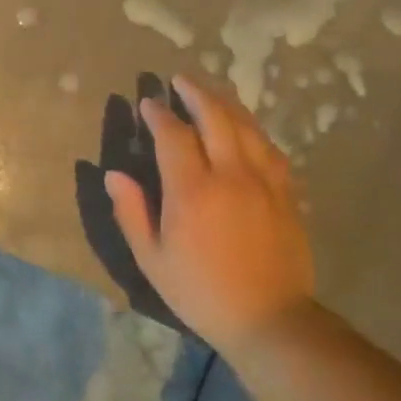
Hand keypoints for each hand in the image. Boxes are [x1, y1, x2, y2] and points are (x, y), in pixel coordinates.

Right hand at [105, 74, 315, 351]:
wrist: (270, 320)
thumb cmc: (201, 292)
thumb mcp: (152, 259)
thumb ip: (131, 212)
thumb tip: (113, 174)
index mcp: (192, 191)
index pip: (173, 135)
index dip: (159, 114)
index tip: (148, 102)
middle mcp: (230, 175)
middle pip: (215, 117)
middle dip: (195, 93)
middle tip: (180, 80)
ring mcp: (264, 182)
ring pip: (246, 126)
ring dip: (226, 103)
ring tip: (211, 92)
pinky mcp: (286, 193)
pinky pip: (270, 148)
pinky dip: (254, 129)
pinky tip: (246, 128)